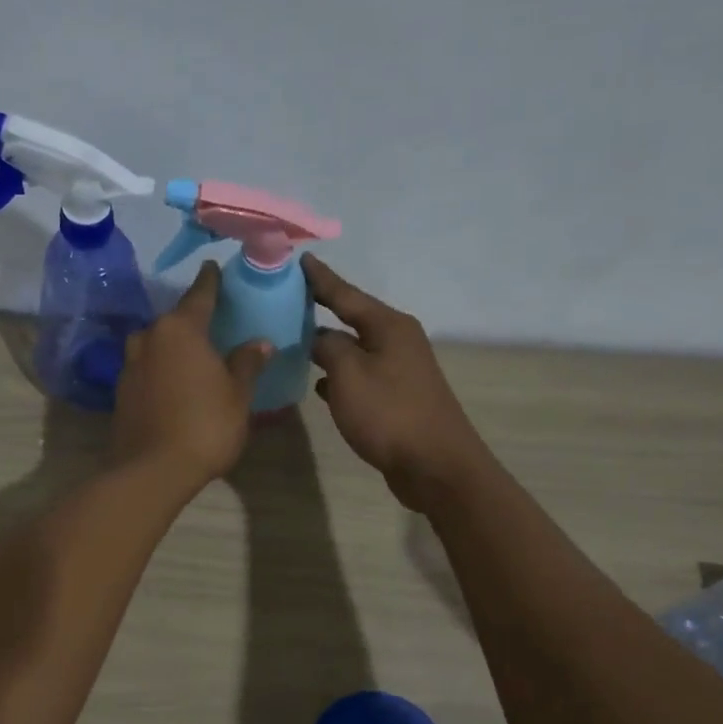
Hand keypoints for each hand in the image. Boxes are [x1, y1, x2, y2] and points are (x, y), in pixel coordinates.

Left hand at [113, 262, 272, 486]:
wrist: (152, 470)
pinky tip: (175, 381)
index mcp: (181, 329)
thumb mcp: (237, 394)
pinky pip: (147, 367)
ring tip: (194, 354)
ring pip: (157, 343)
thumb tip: (260, 342)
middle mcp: (150, 337)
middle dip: (193, 318)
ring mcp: (130, 364)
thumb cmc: (204, 425)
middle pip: (175, 319)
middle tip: (214, 321)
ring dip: (174, 345)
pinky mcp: (121, 390)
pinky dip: (161, 368)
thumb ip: (247, 363)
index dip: (211, 281)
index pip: (200, 294)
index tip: (214, 267)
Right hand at [304, 255, 483, 509]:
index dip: (320, 278)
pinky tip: (319, 383)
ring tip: (294, 338)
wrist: (434, 465)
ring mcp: (399, 369)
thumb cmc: (389, 414)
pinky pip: (360, 375)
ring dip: (328, 345)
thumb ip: (327, 347)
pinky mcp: (396, 396)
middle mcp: (397, 340)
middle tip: (287, 297)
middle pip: (352, 317)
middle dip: (321, 308)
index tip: (298, 258)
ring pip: (354, 348)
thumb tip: (317, 336)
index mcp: (388, 326)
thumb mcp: (349, 374)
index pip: (345, 293)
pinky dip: (339, 375)